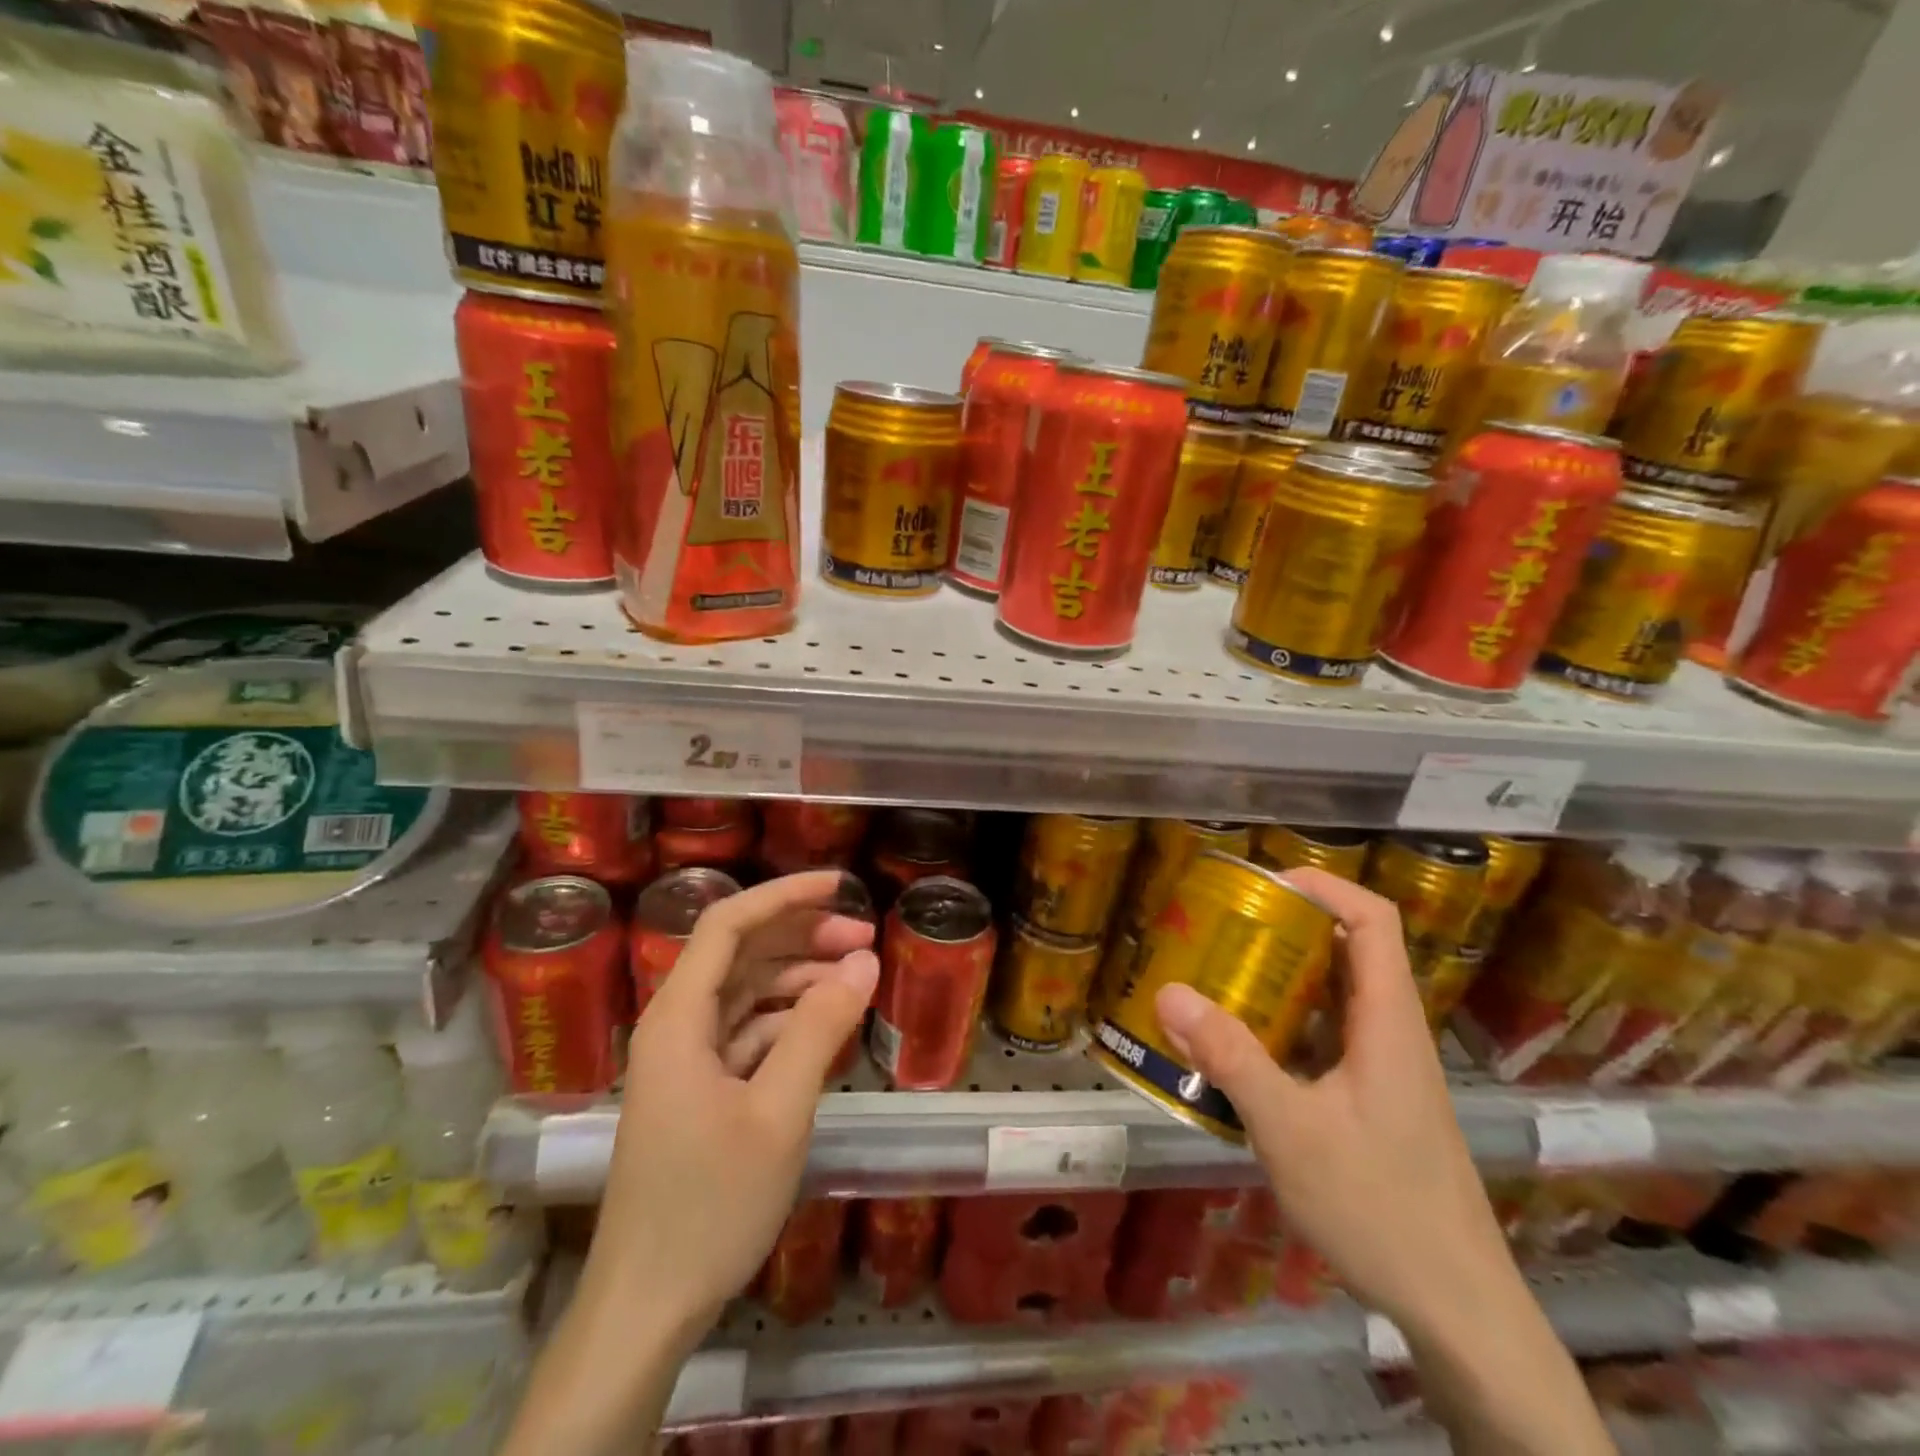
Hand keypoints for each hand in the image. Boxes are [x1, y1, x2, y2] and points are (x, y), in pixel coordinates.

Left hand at [590, 870, 878, 1337]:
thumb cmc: (710, 1204)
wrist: (647, 1306)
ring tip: (856, 978)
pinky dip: (788, 1022)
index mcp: (679, 1018)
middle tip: (864, 937)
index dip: (783, 894)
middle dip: (802, 935)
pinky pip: (747, 1033)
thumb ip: (820, 1028)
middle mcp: (676, 1025)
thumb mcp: (778, 1111)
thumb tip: (863, 961)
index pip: (727, 924)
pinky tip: (828, 1029)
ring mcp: (686, 1059)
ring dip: (799, 978)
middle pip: (740, 953)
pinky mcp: (699, 1089)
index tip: (839, 885)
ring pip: (746, 992)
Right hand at [1153, 869, 1509, 1333]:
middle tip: (1220, 930)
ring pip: (1333, 999)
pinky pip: (1325, 1041)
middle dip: (1284, 929)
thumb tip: (1170, 993)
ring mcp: (1385, 1072)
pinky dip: (1283, 1027)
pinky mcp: (1373, 1103)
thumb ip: (1231, 1058)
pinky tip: (1239, 1051)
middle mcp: (1391, 1034)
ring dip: (1279, 980)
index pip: (1373, 920)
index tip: (1262, 883)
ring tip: (1217, 978)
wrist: (1459, 1313)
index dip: (1323, 886)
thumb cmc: (1382, 1209)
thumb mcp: (1291, 1130)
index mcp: (1388, 1022)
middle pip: (1347, 951)